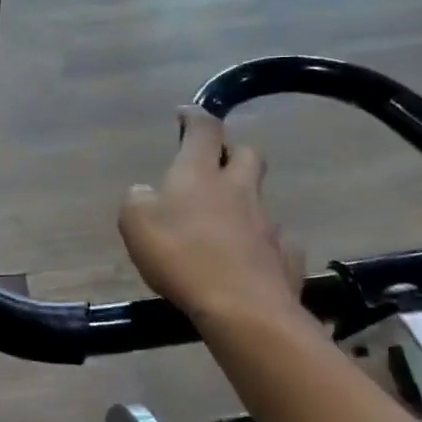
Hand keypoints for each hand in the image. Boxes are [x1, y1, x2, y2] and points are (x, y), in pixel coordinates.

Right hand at [119, 107, 306, 329]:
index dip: (195, 117)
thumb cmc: (180, 256)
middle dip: (232, 151)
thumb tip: (145, 192)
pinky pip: (276, 242)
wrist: (241, 307)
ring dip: (243, 202)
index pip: (204, 130)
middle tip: (215, 163)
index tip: (186, 114)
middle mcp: (238, 189)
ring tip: (223, 223)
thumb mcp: (135, 223)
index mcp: (199, 174)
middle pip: (247, 154)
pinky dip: (261, 244)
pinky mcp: (286, 256)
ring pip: (259, 199)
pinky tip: (248, 259)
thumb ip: (137, 200)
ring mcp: (268, 222)